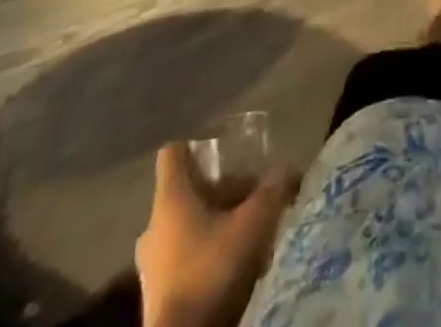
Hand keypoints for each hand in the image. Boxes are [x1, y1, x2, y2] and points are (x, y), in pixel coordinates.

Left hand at [135, 143, 298, 326]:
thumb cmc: (210, 271)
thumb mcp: (253, 224)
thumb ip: (273, 190)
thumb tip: (289, 168)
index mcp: (170, 199)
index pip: (173, 153)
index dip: (197, 146)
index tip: (223, 149)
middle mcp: (154, 226)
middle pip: (187, 191)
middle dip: (220, 190)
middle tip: (251, 196)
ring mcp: (151, 263)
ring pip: (186, 225)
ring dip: (215, 223)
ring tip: (248, 231)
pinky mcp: (156, 294)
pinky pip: (183, 257)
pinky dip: (206, 252)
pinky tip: (233, 264)